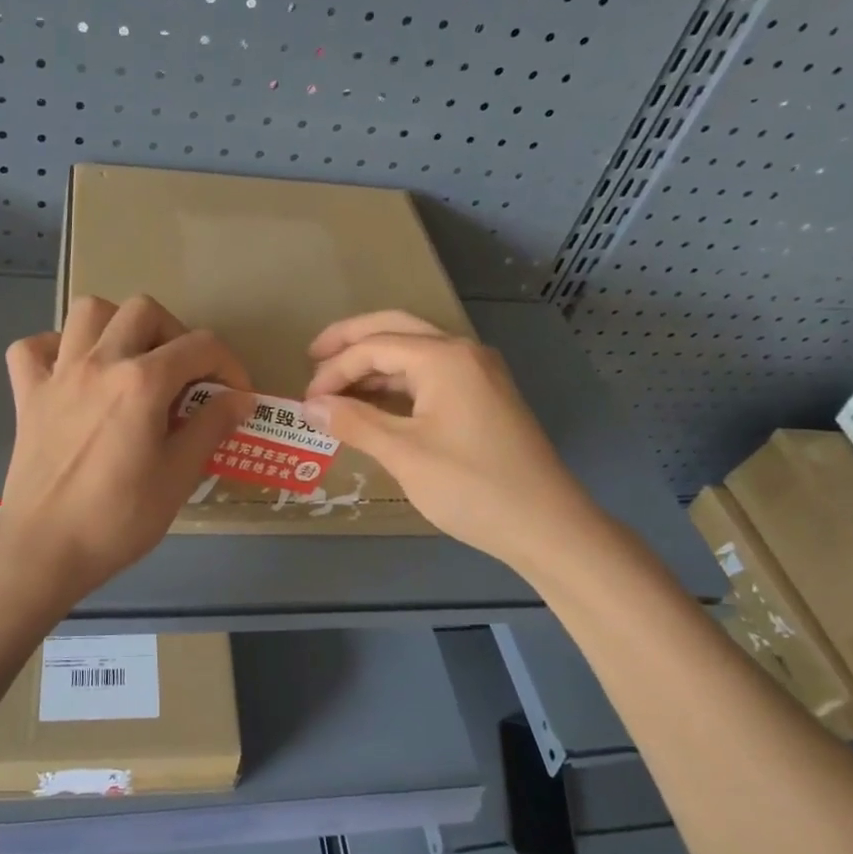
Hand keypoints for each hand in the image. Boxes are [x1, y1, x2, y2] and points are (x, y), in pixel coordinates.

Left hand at [0, 295, 253, 598]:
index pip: (200, 347)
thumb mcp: (179, 476)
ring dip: (118, 326)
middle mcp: (99, 362)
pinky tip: (73, 373)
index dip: (229, 366)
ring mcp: (57, 374)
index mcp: (142, 382)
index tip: (236, 397)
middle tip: (184, 377)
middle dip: (176, 334)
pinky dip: (56, 349)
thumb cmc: (119, 519)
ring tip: (131, 361)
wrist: (45, 549)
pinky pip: (33, 348)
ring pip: (88, 312)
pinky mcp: (27, 394)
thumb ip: (211, 426)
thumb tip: (241, 398)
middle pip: (144, 311)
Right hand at [304, 311, 588, 567]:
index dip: (334, 370)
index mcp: (444, 358)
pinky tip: (376, 403)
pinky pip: (431, 374)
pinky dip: (398, 382)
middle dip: (351, 340)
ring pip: (415, 350)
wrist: (546, 525)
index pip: (374, 347)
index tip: (306, 401)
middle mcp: (463, 353)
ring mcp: (478, 373)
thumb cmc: (471, 486)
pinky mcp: (484, 396)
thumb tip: (310, 405)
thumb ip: (354, 423)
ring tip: (338, 386)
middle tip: (313, 357)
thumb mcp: (404, 454)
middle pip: (396, 328)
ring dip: (375, 362)